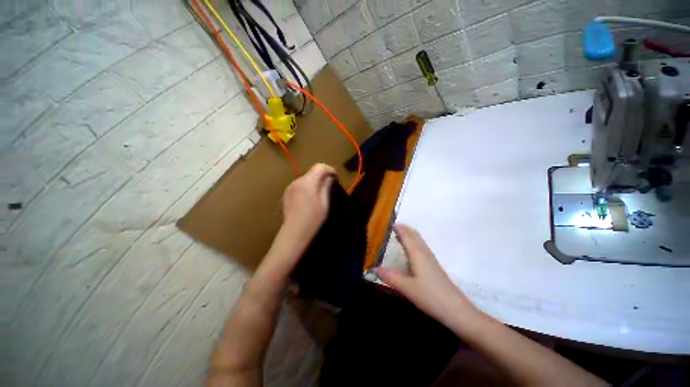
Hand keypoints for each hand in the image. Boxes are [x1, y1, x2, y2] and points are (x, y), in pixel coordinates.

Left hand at [258, 164, 336, 282]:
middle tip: (331, 186)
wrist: (294, 234)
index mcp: (308, 182)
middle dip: (323, 176)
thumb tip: (330, 177)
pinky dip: (308, 187)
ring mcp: (290, 187)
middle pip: (313, 172)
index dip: (330, 170)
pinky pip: (300, 185)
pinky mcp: (287, 194)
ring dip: (315, 182)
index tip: (336, 178)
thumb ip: (326, 186)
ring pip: (306, 178)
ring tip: (321, 193)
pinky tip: (310, 198)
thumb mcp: (324, 203)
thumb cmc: (313, 220)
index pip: (320, 167)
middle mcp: (297, 181)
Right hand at [376, 224, 479, 327]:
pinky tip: (412, 252)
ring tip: (401, 235)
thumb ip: (391, 277)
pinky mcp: (434, 267)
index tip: (391, 223)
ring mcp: (431, 260)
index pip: (408, 236)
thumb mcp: (407, 288)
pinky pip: (422, 248)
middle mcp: (425, 253)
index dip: (400, 229)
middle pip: (415, 236)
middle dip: (406, 229)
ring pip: (420, 242)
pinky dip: (414, 243)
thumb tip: (375, 268)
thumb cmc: (431, 296)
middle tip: (395, 226)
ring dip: (410, 235)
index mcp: (418, 254)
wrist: (457, 311)